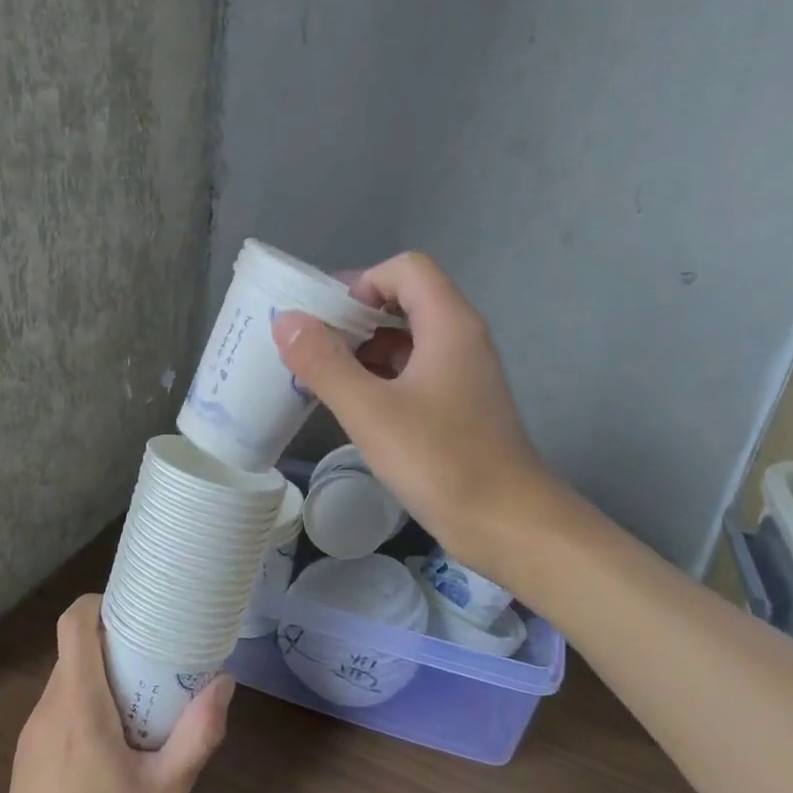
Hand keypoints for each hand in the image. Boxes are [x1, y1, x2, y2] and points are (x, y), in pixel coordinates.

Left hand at [0, 594, 233, 792]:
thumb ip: (197, 735)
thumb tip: (224, 683)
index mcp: (79, 706)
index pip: (74, 624)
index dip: (99, 603)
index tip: (136, 607)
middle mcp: (48, 709)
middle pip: (74, 650)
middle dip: (112, 642)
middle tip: (156, 655)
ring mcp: (31, 735)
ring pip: (66, 682)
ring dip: (100, 677)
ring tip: (142, 698)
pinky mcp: (26, 760)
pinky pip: (57, 712)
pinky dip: (85, 706)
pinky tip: (113, 743)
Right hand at [275, 251, 548, 570]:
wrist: (506, 524)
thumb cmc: (440, 460)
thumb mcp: (370, 410)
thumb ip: (324, 363)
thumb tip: (286, 322)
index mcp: (448, 324)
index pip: (405, 269)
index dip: (362, 282)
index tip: (325, 319)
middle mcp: (461, 338)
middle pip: (404, 300)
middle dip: (354, 317)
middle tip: (311, 346)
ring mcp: (462, 374)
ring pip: (407, 339)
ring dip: (364, 349)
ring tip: (320, 375)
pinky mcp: (458, 406)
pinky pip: (413, 372)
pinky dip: (379, 376)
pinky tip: (350, 403)